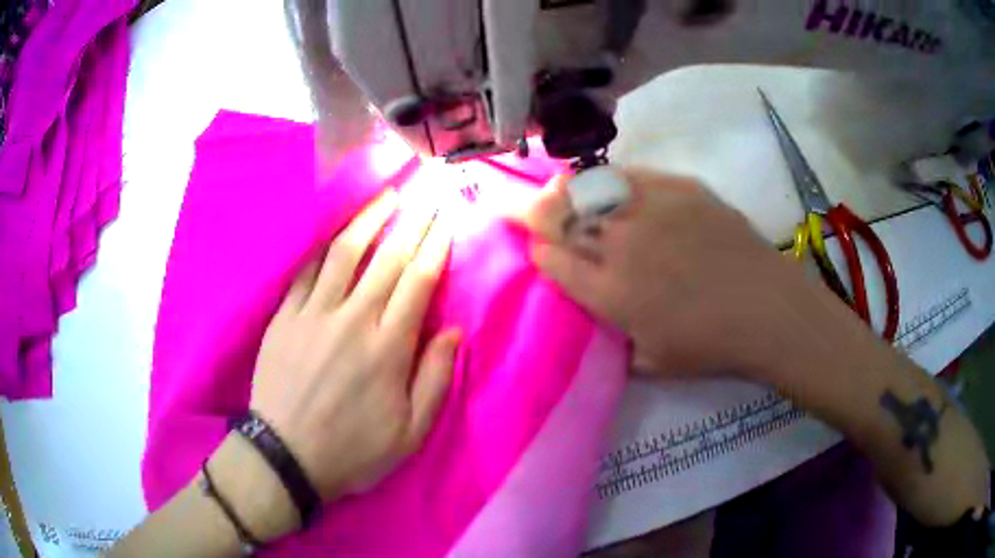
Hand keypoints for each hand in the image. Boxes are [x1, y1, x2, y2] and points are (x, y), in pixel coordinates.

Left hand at [250, 189, 458, 500]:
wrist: (286, 455)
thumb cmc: (353, 449)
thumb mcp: (410, 433)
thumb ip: (435, 379)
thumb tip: (452, 331)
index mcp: (388, 348)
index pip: (418, 281)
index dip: (435, 246)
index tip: (447, 220)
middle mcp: (353, 319)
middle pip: (388, 257)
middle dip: (413, 220)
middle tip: (427, 191)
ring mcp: (314, 313)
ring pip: (345, 252)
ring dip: (369, 218)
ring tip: (387, 195)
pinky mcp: (285, 316)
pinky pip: (306, 270)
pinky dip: (324, 245)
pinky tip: (336, 227)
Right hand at [523, 168, 820, 379]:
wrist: (767, 309)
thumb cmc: (711, 346)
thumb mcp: (651, 363)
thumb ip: (614, 342)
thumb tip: (598, 322)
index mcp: (609, 292)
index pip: (552, 260)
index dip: (538, 252)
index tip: (538, 250)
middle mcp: (620, 244)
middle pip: (558, 216)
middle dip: (530, 210)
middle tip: (519, 205)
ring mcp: (650, 209)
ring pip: (588, 188)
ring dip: (564, 190)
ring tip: (556, 189)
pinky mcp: (678, 187)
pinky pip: (630, 175)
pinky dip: (610, 179)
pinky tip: (607, 183)